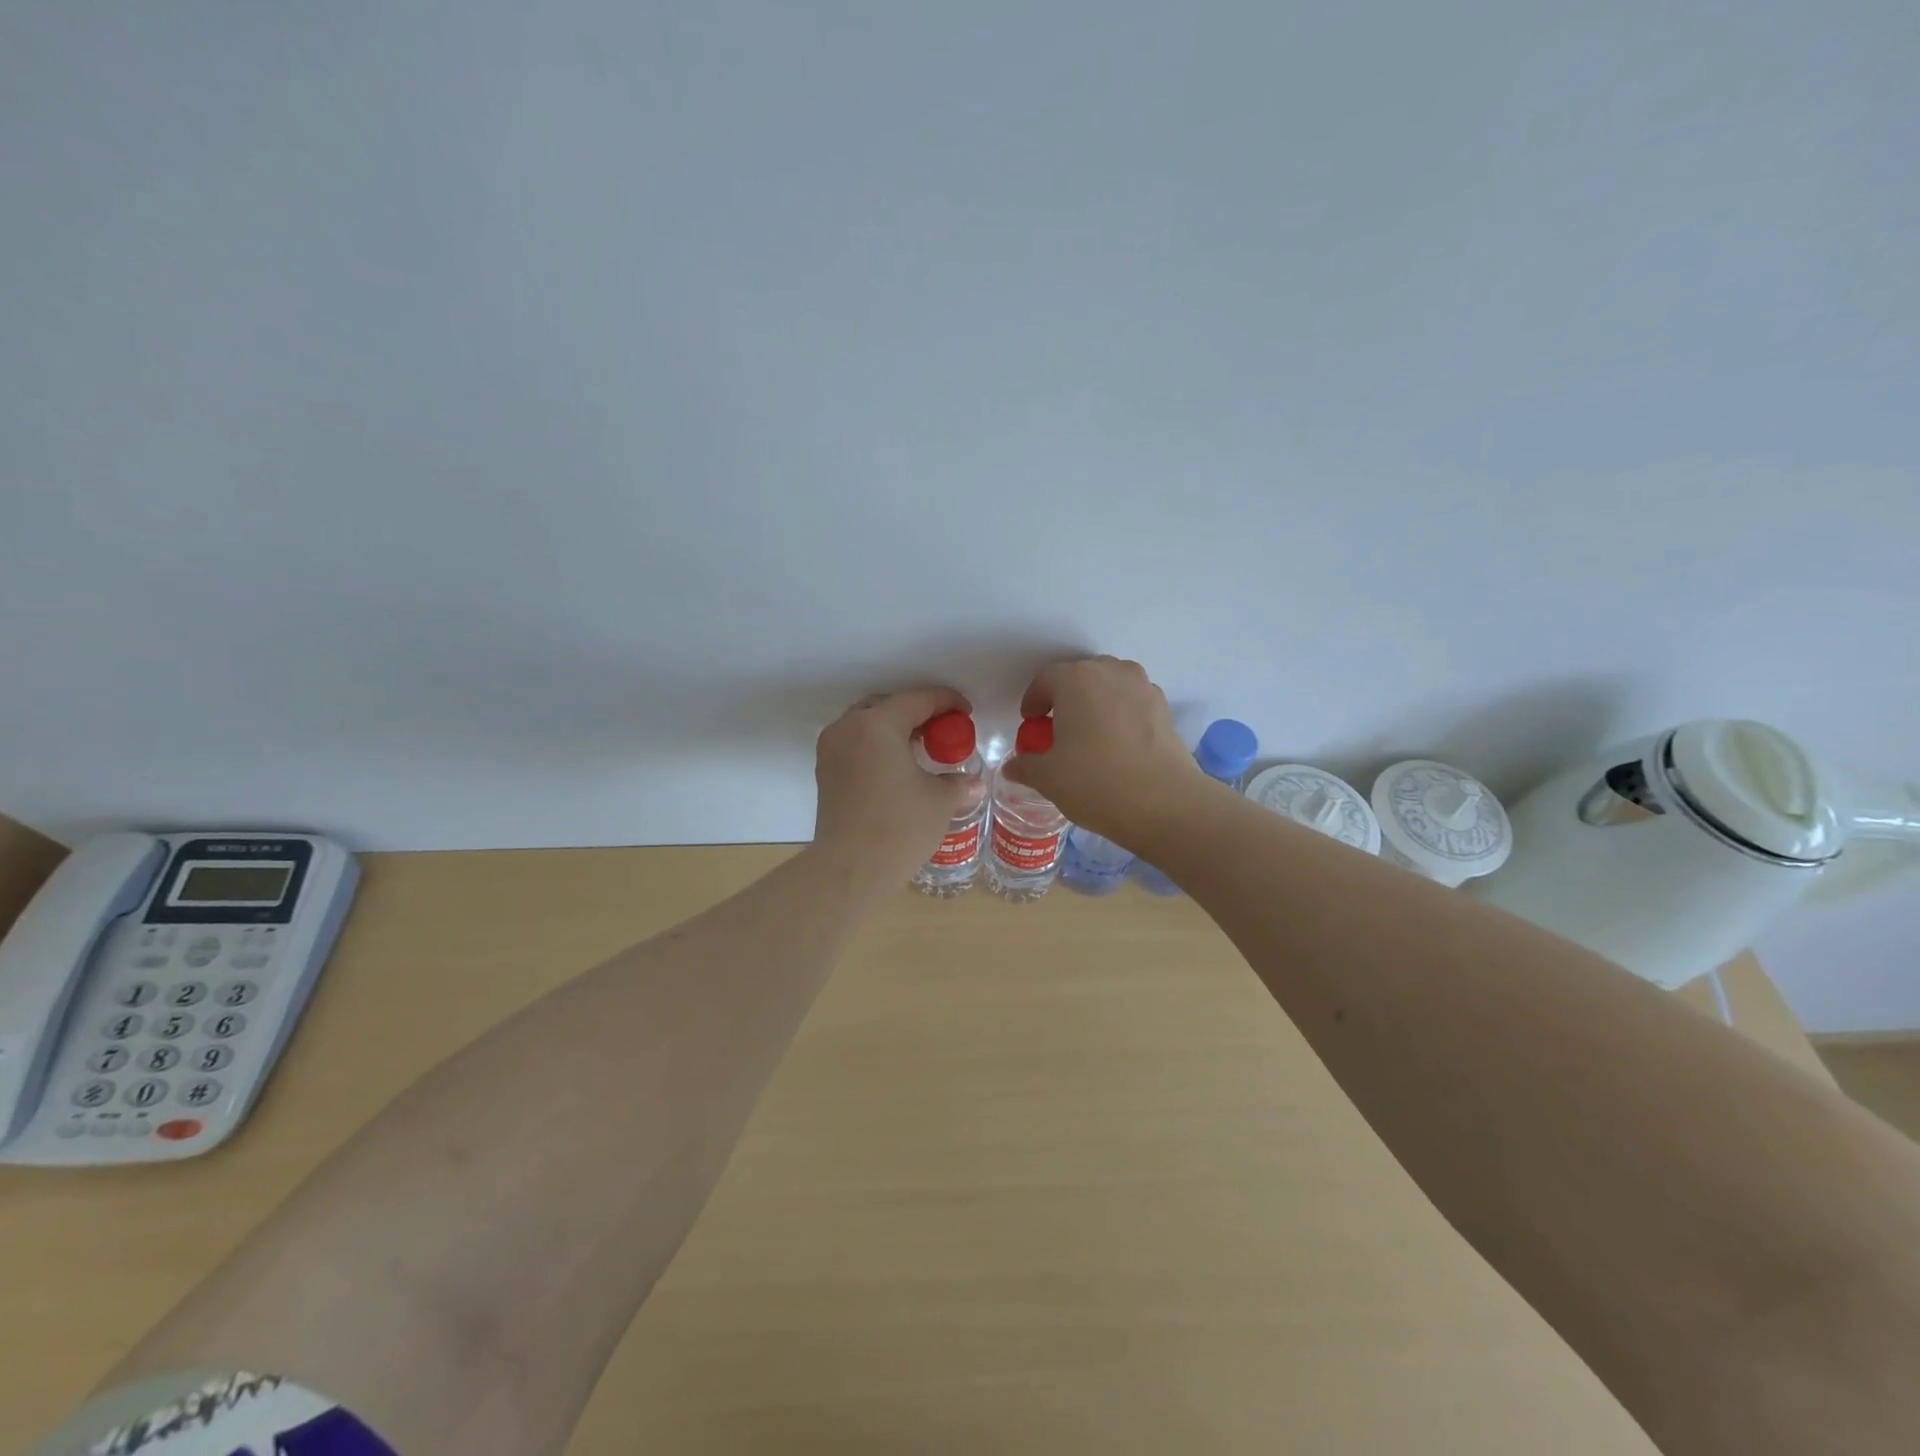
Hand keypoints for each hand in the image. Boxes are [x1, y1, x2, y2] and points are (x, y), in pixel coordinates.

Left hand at [812, 686, 973, 889]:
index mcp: (877, 724)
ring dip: (894, 729)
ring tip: (921, 748)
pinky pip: (855, 744)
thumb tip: (973, 783)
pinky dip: (877, 746)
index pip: (918, 700)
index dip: (947, 702)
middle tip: (942, 729)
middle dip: (916, 712)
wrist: (850, 869)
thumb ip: (959, 783)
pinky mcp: (825, 772)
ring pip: (866, 724)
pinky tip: (898, 767)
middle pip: (887, 706)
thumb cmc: (900, 827)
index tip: (966, 712)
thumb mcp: (940, 800)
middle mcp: (848, 728)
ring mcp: (831, 750)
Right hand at [1001, 657, 1201, 843]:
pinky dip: (1120, 716)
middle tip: (1057, 731)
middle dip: (1065, 700)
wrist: (1164, 804)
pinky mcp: (1165, 708)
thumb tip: (1013, 766)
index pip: (1045, 680)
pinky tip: (1117, 747)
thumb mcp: (1049, 778)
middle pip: (1080, 677)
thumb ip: (1026, 765)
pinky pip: (1132, 703)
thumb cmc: (1095, 782)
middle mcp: (1111, 672)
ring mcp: (1143, 687)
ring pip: (1109, 687)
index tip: (1030, 724)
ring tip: (1089, 737)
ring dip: (1095, 705)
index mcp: (1076, 679)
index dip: (1033, 702)